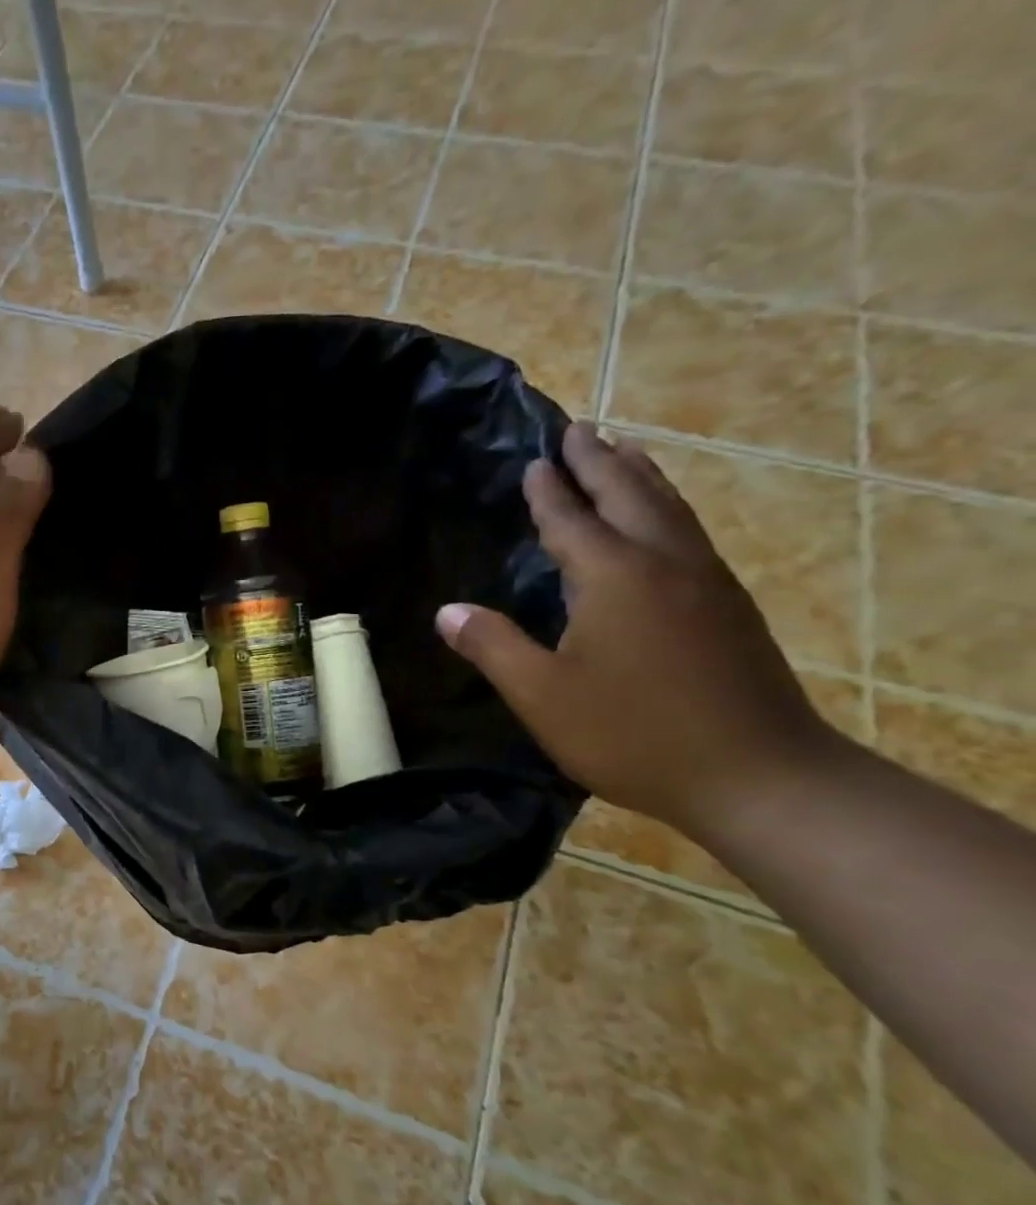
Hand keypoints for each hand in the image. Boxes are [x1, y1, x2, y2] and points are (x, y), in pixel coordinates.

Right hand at [436, 423, 835, 838]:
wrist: (759, 775)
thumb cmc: (633, 733)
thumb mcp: (542, 695)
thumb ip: (492, 646)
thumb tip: (446, 611)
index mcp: (614, 576)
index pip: (572, 519)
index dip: (550, 490)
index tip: (536, 459)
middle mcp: (665, 563)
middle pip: (630, 494)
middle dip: (600, 461)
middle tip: (580, 429)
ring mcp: (707, 582)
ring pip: (670, 509)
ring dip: (640, 476)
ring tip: (623, 452)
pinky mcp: (730, 607)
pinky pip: (688, 533)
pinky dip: (665, 508)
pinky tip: (660, 521)